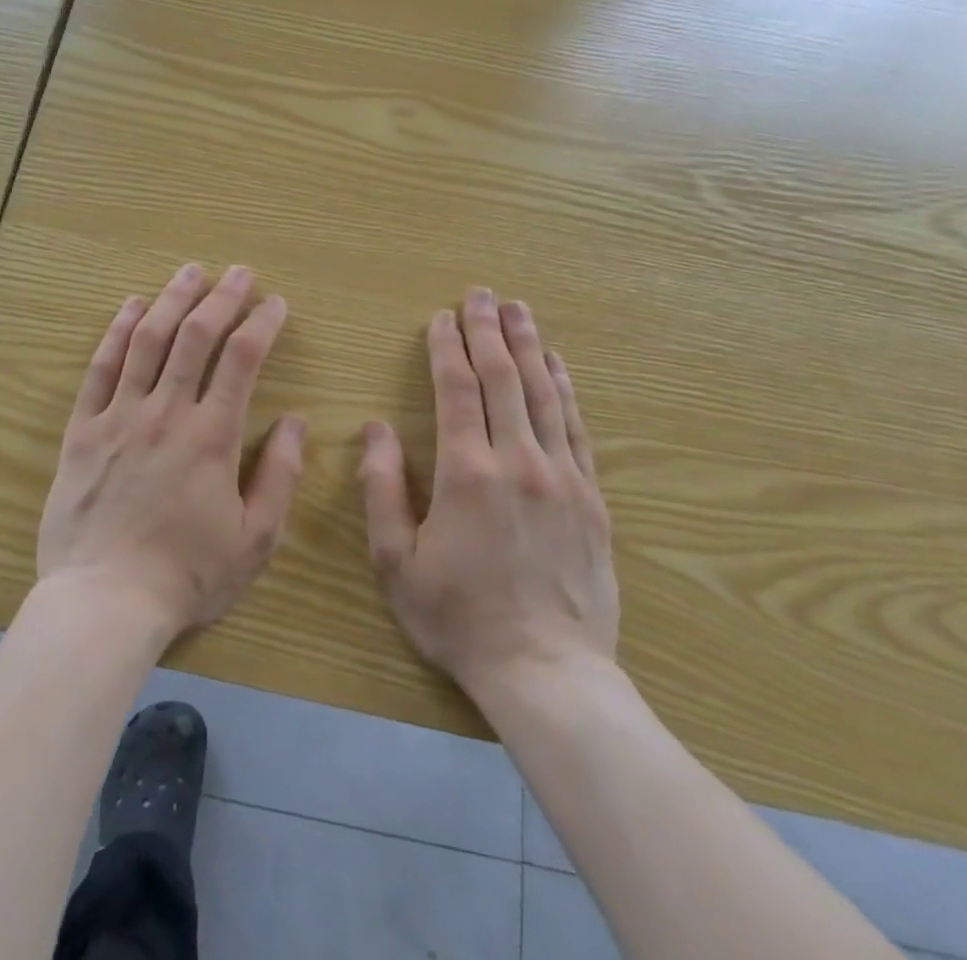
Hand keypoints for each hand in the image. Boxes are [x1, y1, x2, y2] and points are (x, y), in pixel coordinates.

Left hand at [37, 263, 305, 644]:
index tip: (276, 303)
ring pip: (147, 340)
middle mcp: (165, 412)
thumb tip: (297, 422)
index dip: (262, 323)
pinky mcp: (82, 429)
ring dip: (171, 299)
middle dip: (221, 297)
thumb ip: (281, 477)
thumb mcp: (255, 540)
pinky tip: (130, 306)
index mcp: (211, 436)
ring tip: (190, 272)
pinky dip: (117, 332)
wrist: (104, 601)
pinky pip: (100, 369)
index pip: (242, 359)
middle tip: (238, 272)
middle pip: (195, 336)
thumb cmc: (187, 575)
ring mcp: (119, 416)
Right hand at [356, 288, 618, 693]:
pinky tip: (559, 365)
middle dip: (488, 331)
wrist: (547, 673)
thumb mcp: (396, 561)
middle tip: (481, 293)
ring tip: (519, 310)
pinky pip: (577, 428)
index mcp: (467, 473)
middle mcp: (519, 461)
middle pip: (503, 379)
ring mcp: (562, 477)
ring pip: (544, 394)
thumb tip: (374, 428)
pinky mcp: (591, 498)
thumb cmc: (459, 617)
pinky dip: (565, 389)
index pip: (457, 390)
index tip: (440, 318)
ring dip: (529, 347)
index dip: (446, 348)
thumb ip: (382, 489)